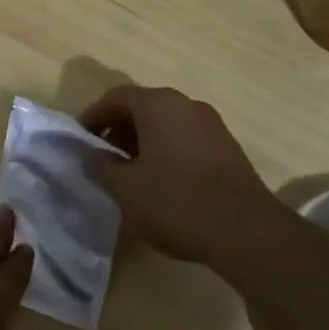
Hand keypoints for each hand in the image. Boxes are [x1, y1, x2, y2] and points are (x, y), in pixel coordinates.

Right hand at [80, 85, 278, 264]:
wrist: (248, 232)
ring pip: (166, 124)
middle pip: (143, 107)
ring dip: (144, 141)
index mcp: (158, 104)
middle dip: (119, 129)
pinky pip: (187, 139)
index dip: (93, 116)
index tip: (81, 139)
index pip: (115, 97)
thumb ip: (101, 166)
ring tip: (132, 173)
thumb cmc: (177, 202)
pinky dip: (168, 151)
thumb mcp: (126, 188)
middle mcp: (186, 104)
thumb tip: (92, 155)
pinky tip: (163, 182)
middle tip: (104, 157)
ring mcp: (212, 125)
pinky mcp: (229, 149)